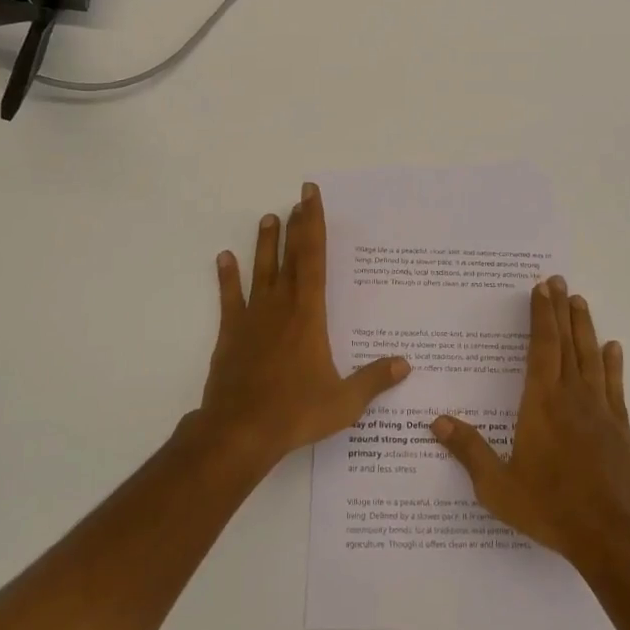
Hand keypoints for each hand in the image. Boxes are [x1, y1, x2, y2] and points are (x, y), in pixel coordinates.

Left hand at [194, 182, 410, 471]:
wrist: (239, 431)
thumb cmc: (295, 412)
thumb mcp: (344, 402)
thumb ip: (374, 380)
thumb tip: (405, 364)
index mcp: (309, 314)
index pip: (314, 259)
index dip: (314, 225)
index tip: (311, 197)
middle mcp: (281, 306)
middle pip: (291, 256)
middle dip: (297, 225)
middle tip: (298, 198)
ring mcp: (253, 317)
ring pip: (261, 270)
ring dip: (265, 243)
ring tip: (268, 218)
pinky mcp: (231, 333)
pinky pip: (229, 298)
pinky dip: (227, 277)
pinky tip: (224, 257)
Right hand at [432, 276, 629, 570]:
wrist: (612, 535)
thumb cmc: (550, 507)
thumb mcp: (498, 486)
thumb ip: (469, 451)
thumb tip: (436, 422)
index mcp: (541, 403)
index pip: (541, 347)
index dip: (540, 315)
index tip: (541, 288)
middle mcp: (571, 396)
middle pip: (565, 342)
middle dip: (560, 309)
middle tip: (559, 280)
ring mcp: (600, 409)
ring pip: (591, 356)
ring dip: (584, 326)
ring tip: (580, 301)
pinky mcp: (620, 427)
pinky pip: (615, 385)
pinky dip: (612, 363)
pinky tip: (612, 348)